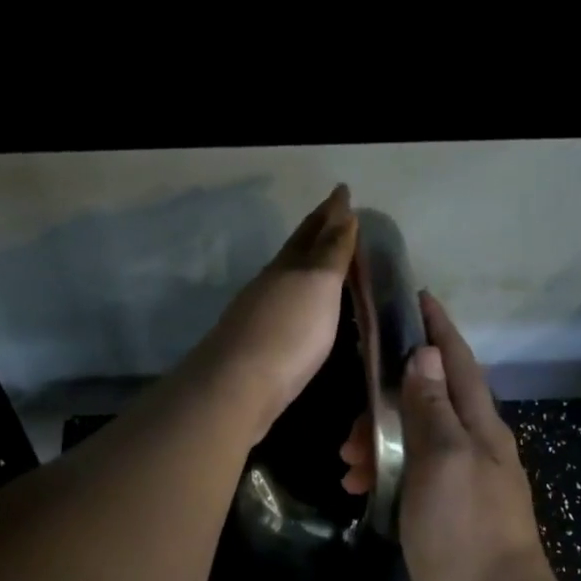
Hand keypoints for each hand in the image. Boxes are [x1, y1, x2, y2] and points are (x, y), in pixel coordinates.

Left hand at [189, 186, 357, 445]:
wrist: (238, 387)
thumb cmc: (288, 332)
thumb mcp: (317, 285)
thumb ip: (331, 251)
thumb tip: (341, 212)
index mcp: (286, 266)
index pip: (311, 231)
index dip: (329, 212)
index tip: (342, 192)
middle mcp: (269, 285)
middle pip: (295, 252)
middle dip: (317, 233)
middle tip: (338, 219)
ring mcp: (259, 316)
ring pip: (287, 280)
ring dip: (308, 267)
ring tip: (327, 264)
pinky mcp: (258, 347)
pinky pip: (285, 310)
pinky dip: (300, 300)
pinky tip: (304, 312)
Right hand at [341, 293, 568, 580]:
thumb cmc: (465, 535)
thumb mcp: (443, 460)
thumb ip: (432, 406)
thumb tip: (426, 354)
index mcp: (482, 429)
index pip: (458, 362)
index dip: (437, 328)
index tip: (415, 297)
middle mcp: (476, 450)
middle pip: (431, 400)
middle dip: (389, 396)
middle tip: (350, 419)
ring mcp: (463, 485)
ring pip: (415, 439)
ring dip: (380, 438)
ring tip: (345, 460)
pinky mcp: (447, 517)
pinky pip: (410, 475)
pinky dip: (384, 471)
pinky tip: (359, 487)